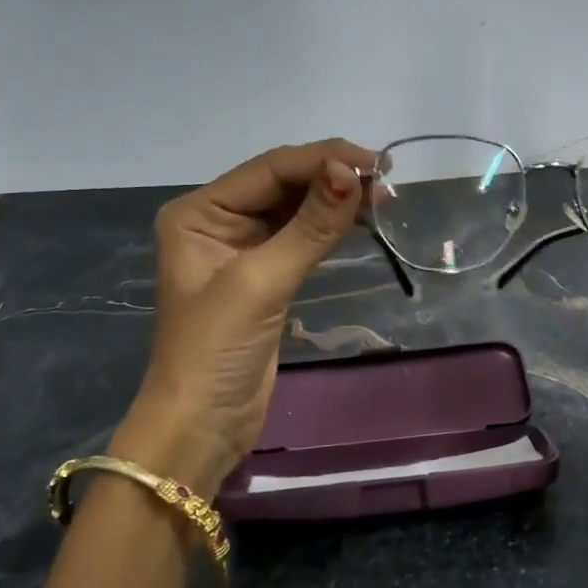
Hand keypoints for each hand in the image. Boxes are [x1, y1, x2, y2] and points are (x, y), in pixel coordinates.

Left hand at [111, 139, 377, 494]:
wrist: (201, 427)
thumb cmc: (216, 351)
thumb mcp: (261, 282)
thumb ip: (309, 226)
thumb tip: (352, 173)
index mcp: (199, 212)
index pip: (269, 169)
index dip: (322, 159)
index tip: (376, 163)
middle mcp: (217, 221)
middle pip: (283, 184)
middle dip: (332, 178)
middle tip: (388, 181)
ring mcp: (241, 250)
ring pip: (295, 209)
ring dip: (336, 201)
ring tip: (385, 199)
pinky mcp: (264, 276)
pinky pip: (300, 237)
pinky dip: (330, 228)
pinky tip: (360, 220)